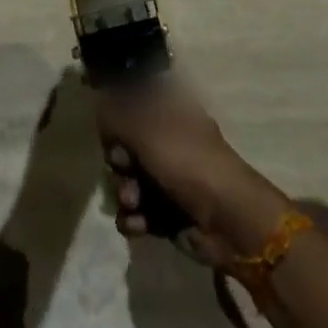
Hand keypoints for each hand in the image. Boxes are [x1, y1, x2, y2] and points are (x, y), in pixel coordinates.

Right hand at [97, 82, 291, 266]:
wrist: (228, 220)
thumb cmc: (189, 163)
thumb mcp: (149, 131)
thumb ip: (118, 116)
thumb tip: (99, 102)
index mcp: (170, 113)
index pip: (134, 105)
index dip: (118, 118)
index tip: (110, 129)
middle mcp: (169, 141)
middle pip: (126, 146)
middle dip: (119, 161)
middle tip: (124, 167)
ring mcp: (169, 177)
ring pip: (129, 180)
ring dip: (125, 193)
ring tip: (134, 203)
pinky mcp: (167, 211)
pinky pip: (138, 211)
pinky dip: (135, 218)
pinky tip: (140, 225)